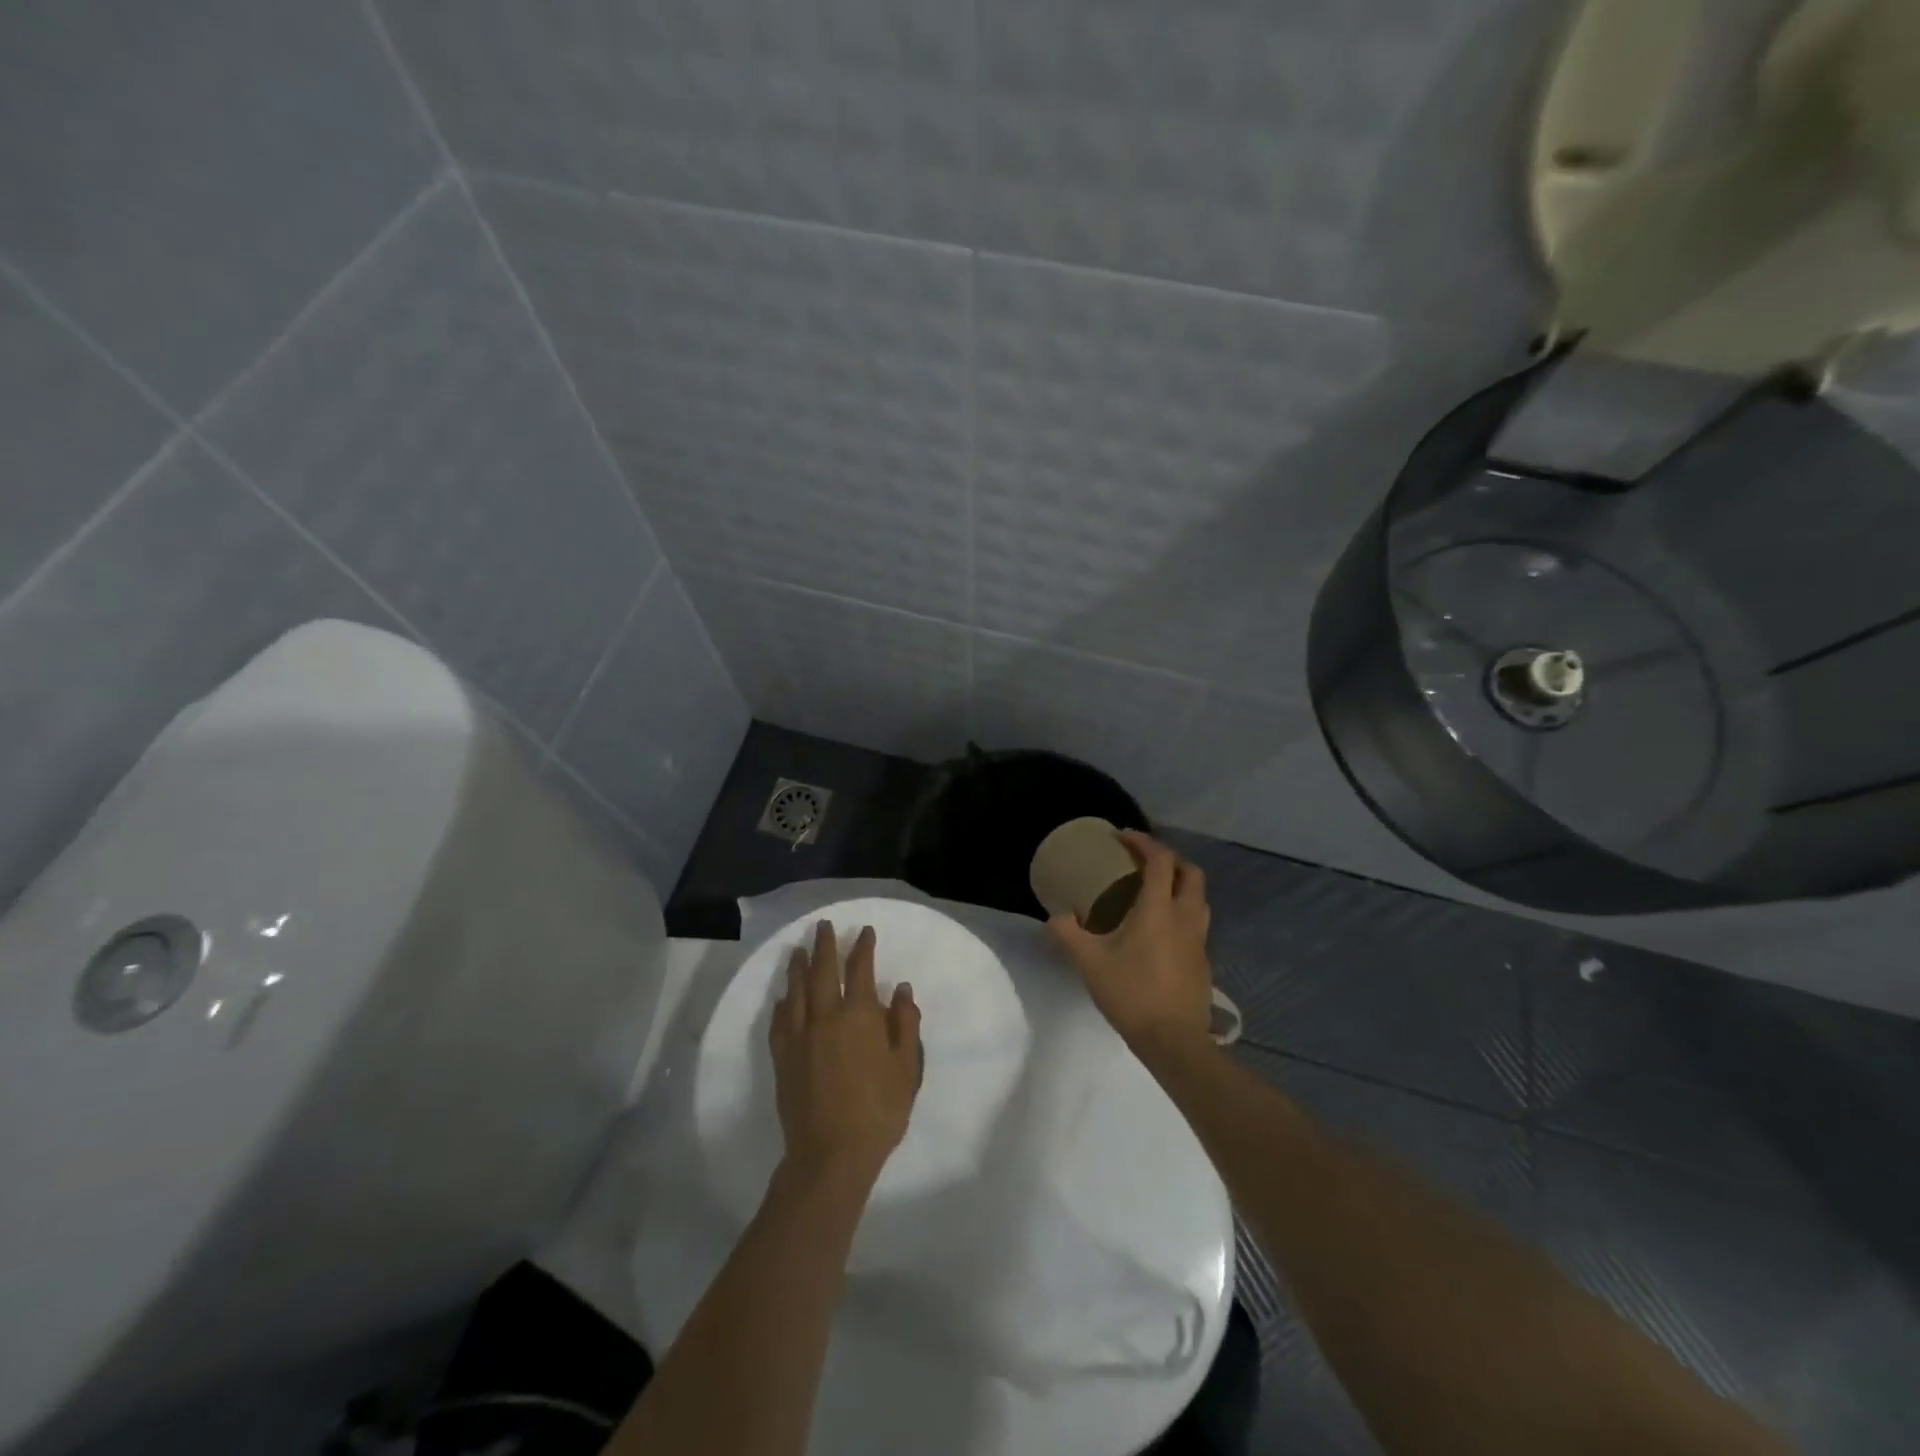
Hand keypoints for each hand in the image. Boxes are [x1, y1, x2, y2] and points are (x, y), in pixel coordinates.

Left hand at [770, 921, 923, 1188]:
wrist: (831, 1154)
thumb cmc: (878, 1111)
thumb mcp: (906, 1068)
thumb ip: (905, 1024)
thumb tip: (901, 988)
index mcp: (859, 1015)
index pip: (860, 969)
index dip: (863, 947)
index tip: (864, 931)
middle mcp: (825, 1016)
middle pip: (822, 971)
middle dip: (824, 945)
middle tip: (823, 925)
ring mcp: (799, 1036)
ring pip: (796, 991)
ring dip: (798, 967)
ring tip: (798, 950)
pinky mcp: (782, 1058)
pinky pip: (779, 1021)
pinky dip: (782, 1004)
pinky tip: (783, 998)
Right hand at [1048, 831, 1213, 1052]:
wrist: (1173, 1041)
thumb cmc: (1131, 993)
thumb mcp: (1089, 962)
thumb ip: (1068, 934)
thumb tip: (1055, 916)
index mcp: (1159, 909)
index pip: (1160, 860)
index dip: (1143, 842)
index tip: (1122, 837)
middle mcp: (1185, 916)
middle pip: (1190, 872)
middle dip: (1169, 858)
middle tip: (1144, 860)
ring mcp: (1199, 939)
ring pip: (1199, 897)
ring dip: (1181, 883)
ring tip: (1156, 890)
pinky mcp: (1203, 960)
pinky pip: (1197, 921)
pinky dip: (1182, 910)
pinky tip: (1162, 929)